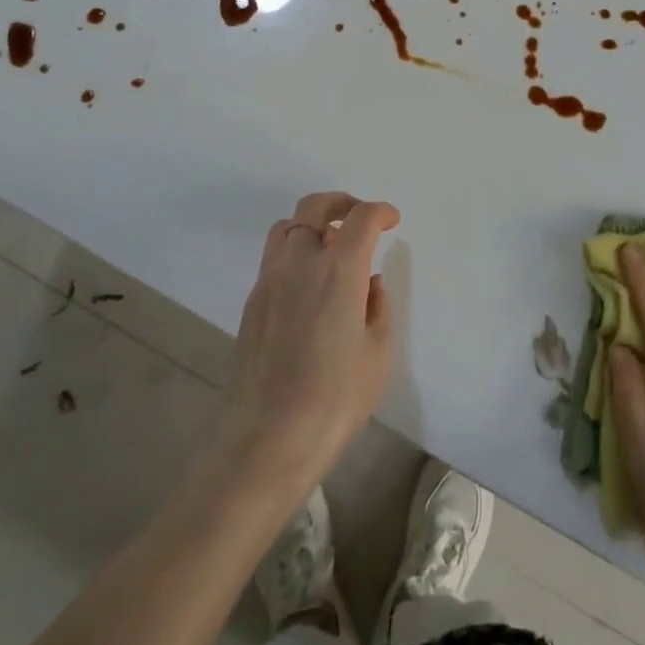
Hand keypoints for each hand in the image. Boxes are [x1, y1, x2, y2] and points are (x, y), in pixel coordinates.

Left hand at [219, 192, 399, 496]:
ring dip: (312, 224)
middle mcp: (301, 262)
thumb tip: (369, 284)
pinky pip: (274, 258)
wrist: (267, 442)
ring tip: (331, 248)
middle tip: (359, 218)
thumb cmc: (335, 400)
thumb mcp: (377, 354)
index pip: (361, 218)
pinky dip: (295, 253)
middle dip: (342, 202)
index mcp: (339, 270)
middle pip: (315, 206)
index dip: (381, 212)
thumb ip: (378, 307)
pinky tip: (309, 286)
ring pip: (287, 227)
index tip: (392, 221)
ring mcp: (270, 280)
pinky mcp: (252, 302)